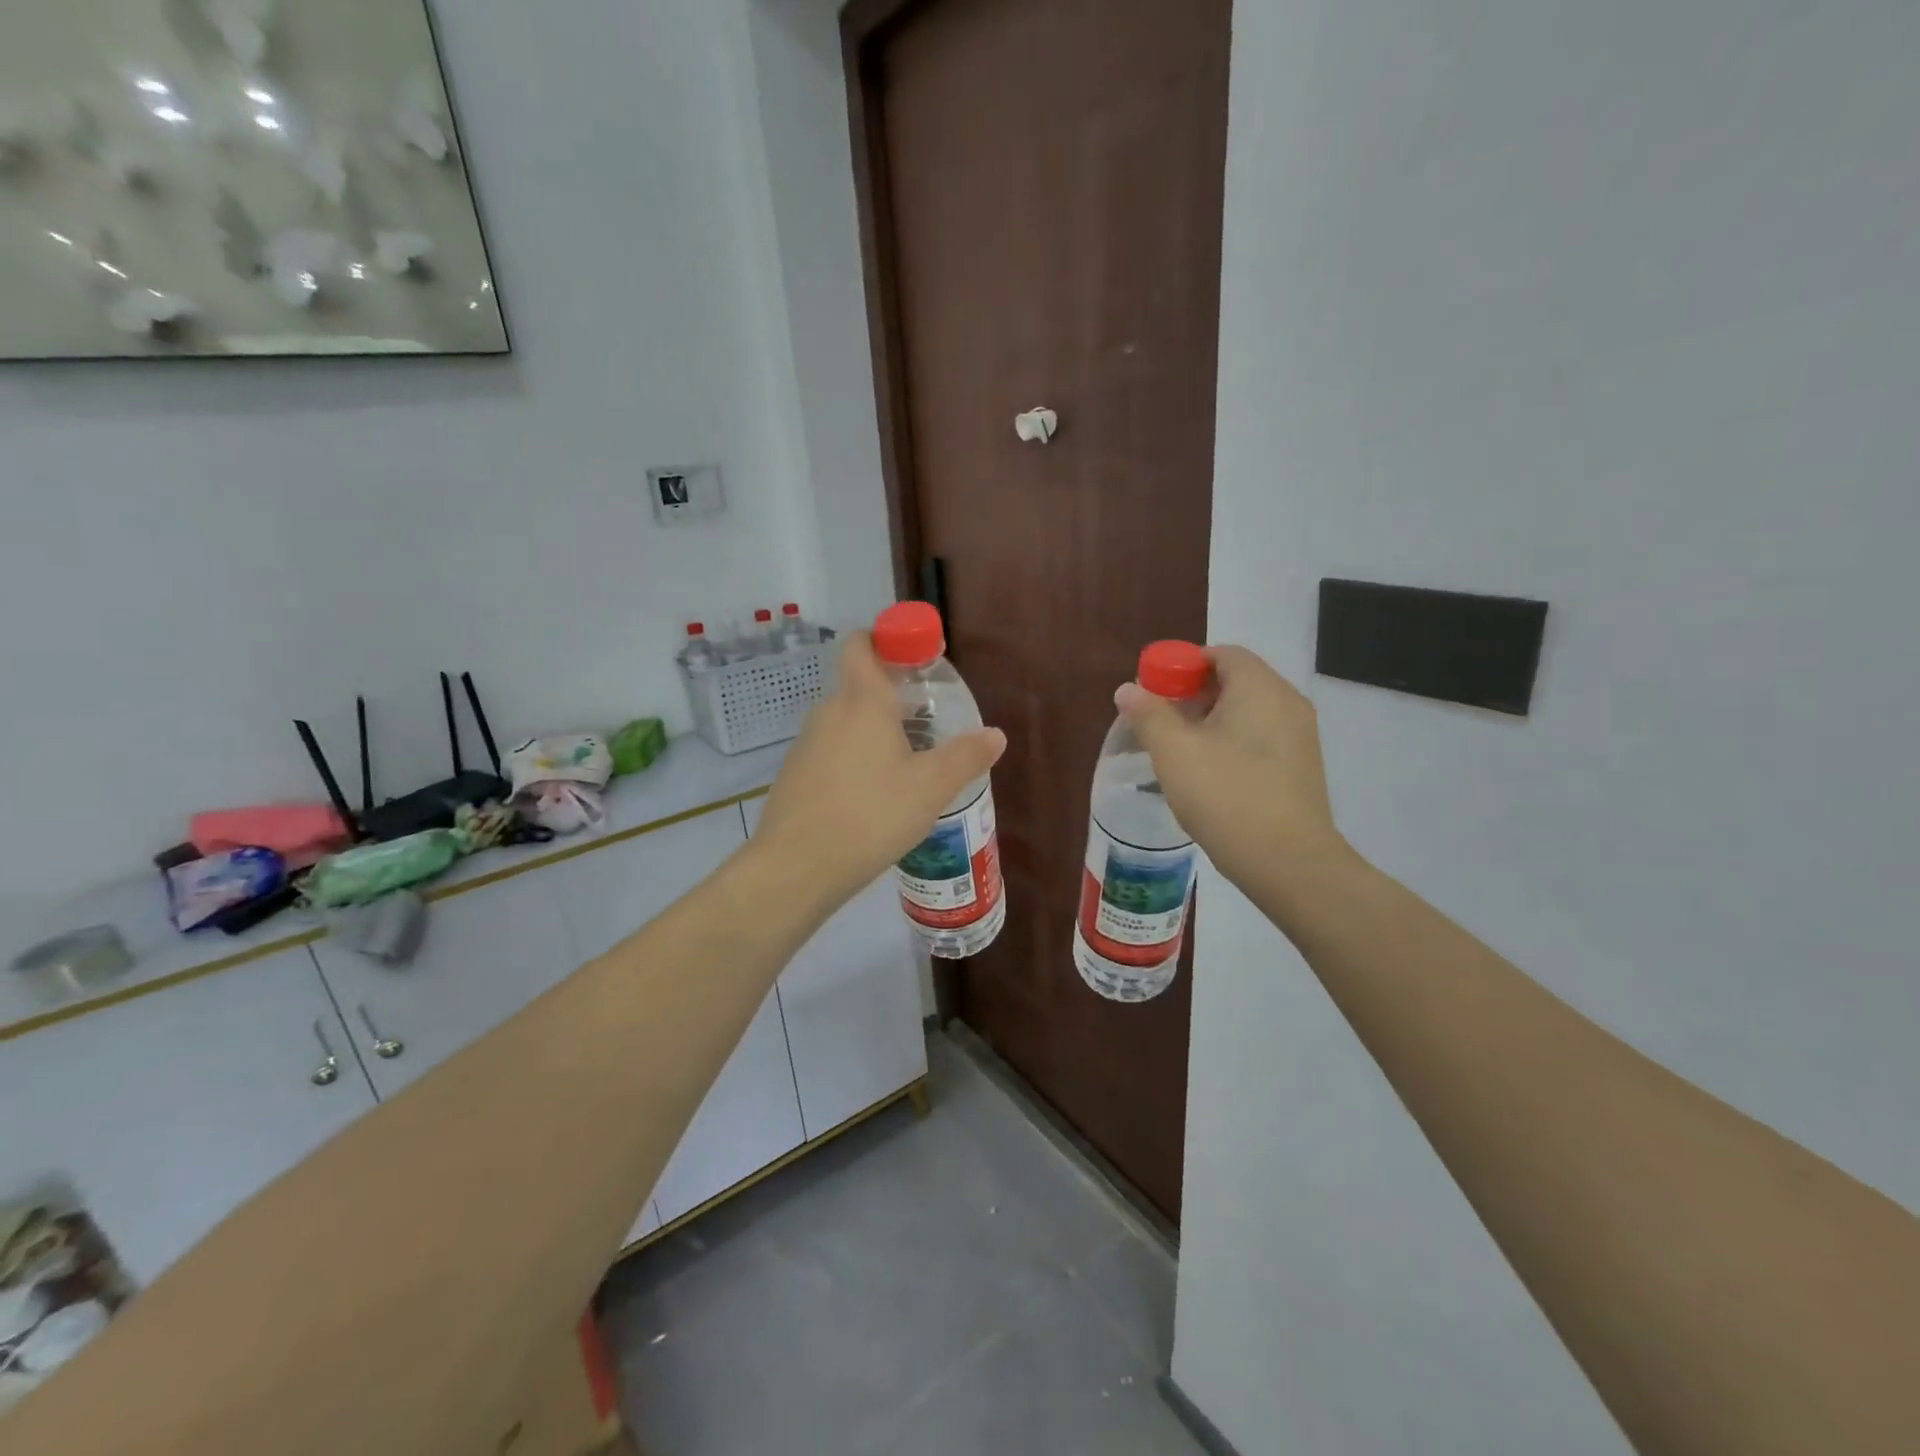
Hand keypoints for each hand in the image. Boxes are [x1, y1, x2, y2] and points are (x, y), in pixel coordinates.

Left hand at [751, 632, 1006, 910]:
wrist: (796, 867)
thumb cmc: (871, 814)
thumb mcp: (931, 787)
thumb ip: (966, 757)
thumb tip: (996, 734)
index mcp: (862, 701)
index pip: (861, 643)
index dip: (886, 639)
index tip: (915, 661)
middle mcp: (829, 712)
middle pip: (860, 687)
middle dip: (893, 699)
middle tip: (928, 726)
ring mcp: (806, 745)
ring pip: (846, 725)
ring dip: (875, 735)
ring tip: (907, 769)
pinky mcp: (795, 776)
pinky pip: (831, 755)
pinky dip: (854, 763)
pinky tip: (874, 800)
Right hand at [1115, 646, 1350, 890]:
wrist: (1288, 862)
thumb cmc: (1226, 796)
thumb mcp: (1173, 752)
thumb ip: (1148, 714)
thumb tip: (1129, 689)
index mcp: (1260, 688)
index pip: (1222, 654)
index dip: (1183, 665)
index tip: (1155, 691)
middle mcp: (1287, 703)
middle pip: (1235, 681)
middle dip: (1193, 695)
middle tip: (1160, 722)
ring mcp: (1300, 737)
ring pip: (1247, 712)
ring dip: (1210, 722)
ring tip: (1178, 752)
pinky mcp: (1301, 768)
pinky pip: (1260, 739)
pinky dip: (1232, 743)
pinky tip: (1209, 776)